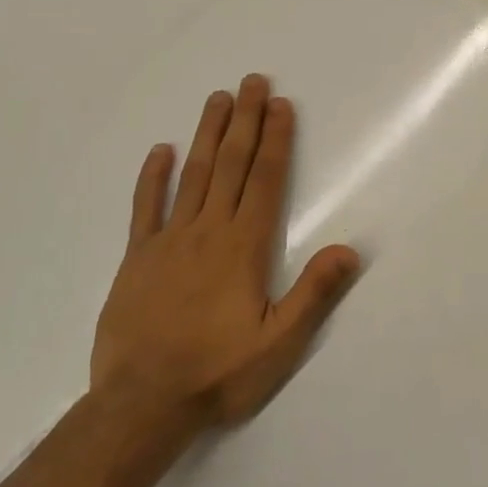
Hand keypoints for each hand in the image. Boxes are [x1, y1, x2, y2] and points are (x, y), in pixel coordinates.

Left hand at [92, 75, 361, 427]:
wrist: (140, 405)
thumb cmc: (218, 373)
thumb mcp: (279, 343)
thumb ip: (313, 294)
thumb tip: (349, 249)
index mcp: (243, 247)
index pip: (264, 180)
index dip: (275, 140)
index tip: (280, 104)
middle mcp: (207, 232)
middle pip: (230, 164)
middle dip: (245, 121)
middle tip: (252, 81)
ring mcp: (168, 242)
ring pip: (192, 175)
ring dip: (207, 134)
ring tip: (218, 99)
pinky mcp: (137, 259)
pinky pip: (145, 208)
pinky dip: (152, 177)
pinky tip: (159, 151)